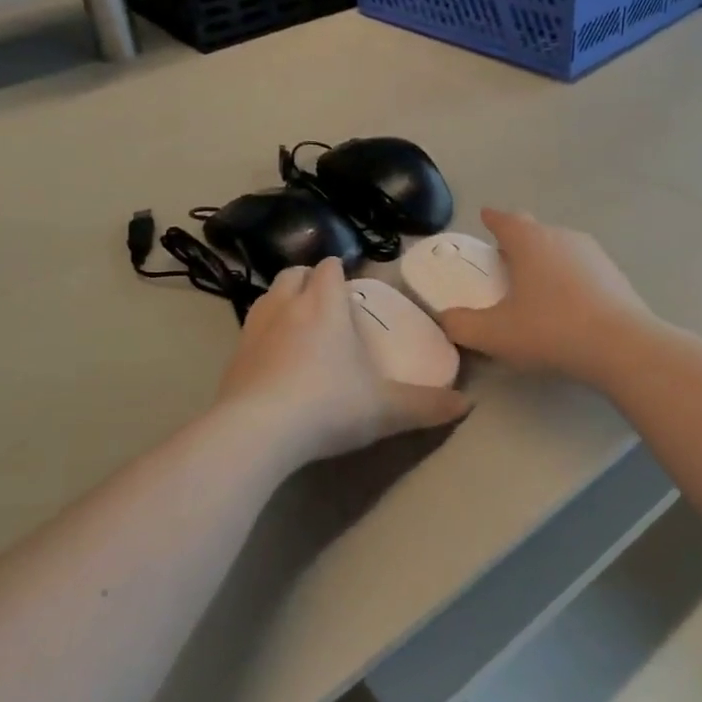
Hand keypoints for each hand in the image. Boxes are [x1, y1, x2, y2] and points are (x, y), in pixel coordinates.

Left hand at [216, 256, 469, 465]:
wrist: (257, 433)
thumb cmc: (328, 406)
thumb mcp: (386, 410)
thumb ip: (427, 405)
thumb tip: (468, 404)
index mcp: (325, 306)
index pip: (328, 268)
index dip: (337, 270)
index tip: (348, 282)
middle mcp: (287, 306)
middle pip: (293, 273)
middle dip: (308, 279)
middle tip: (324, 300)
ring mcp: (254, 329)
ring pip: (267, 296)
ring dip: (282, 300)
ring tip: (297, 323)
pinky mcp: (233, 356)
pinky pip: (249, 329)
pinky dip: (263, 332)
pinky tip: (273, 358)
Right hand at [439, 209, 653, 385]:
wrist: (622, 346)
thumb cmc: (551, 330)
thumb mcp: (495, 334)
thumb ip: (462, 325)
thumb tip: (445, 318)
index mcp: (530, 241)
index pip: (505, 220)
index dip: (492, 219)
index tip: (485, 216)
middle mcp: (562, 237)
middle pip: (534, 230)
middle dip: (517, 239)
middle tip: (503, 257)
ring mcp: (593, 254)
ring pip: (560, 247)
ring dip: (544, 258)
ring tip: (533, 282)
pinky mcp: (614, 274)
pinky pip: (581, 267)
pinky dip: (567, 276)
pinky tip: (566, 302)